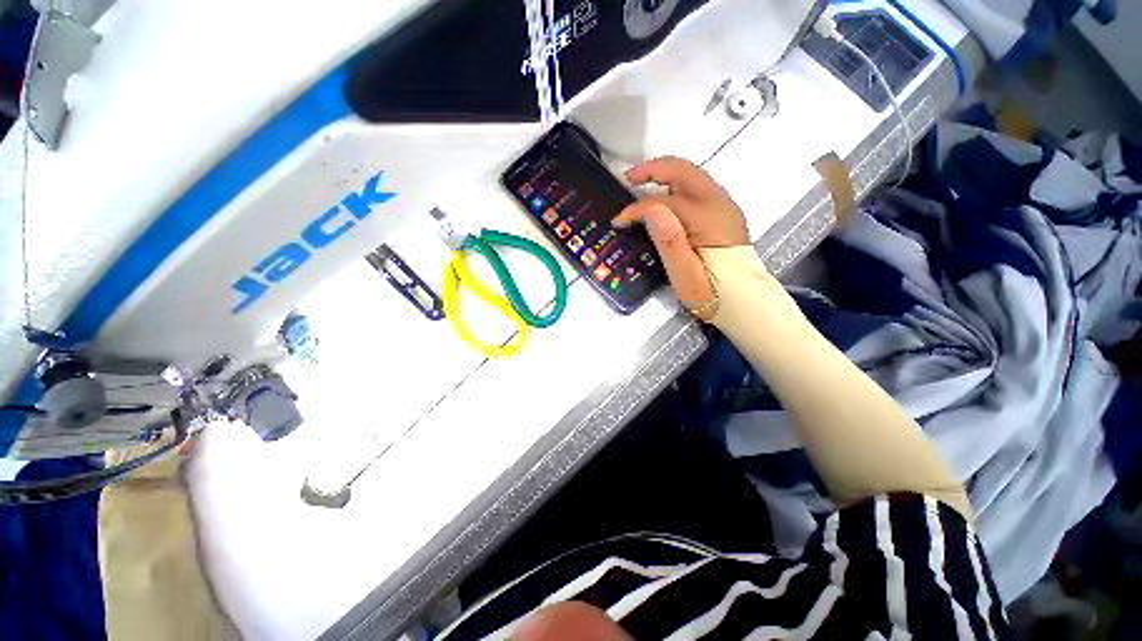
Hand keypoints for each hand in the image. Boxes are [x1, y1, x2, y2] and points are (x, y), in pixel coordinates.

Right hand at [612, 156, 748, 310]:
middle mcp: (719, 204)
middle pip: (683, 171)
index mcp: (707, 219)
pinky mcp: (723, 213)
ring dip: (665, 174)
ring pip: (692, 175)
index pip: (664, 202)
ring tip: (642, 182)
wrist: (745, 302)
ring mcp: (724, 206)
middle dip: (652, 169)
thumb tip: (651, 209)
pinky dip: (676, 184)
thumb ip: (669, 241)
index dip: (637, 208)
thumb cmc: (712, 294)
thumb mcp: (685, 276)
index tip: (619, 221)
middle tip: (629, 177)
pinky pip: (697, 186)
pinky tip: (664, 195)